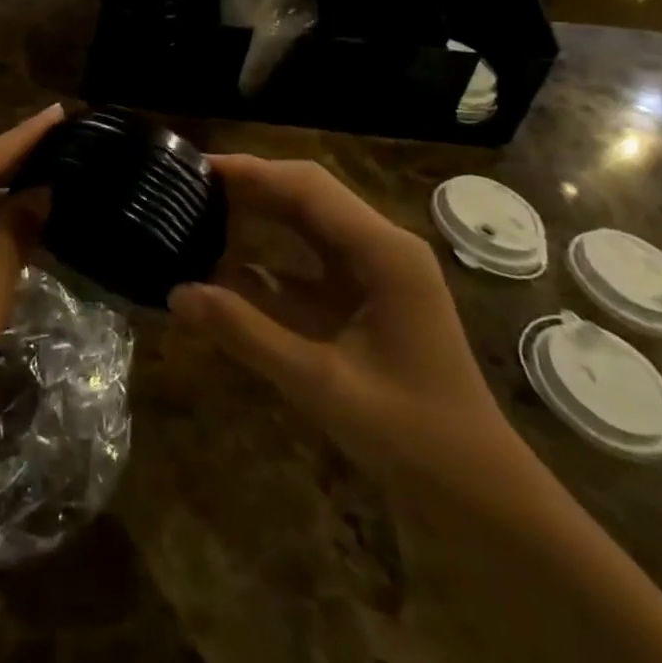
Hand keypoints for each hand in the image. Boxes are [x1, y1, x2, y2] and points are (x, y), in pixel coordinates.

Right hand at [171, 154, 518, 484]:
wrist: (483, 495)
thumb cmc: (413, 437)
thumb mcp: (321, 385)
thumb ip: (247, 334)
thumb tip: (177, 293)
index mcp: (383, 252)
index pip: (306, 187)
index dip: (250, 171)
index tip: (197, 166)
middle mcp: (382, 245)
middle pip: (307, 193)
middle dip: (249, 185)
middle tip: (188, 185)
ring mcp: (377, 269)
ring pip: (308, 220)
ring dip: (258, 212)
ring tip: (201, 209)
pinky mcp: (367, 294)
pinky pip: (311, 258)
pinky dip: (270, 254)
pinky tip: (228, 262)